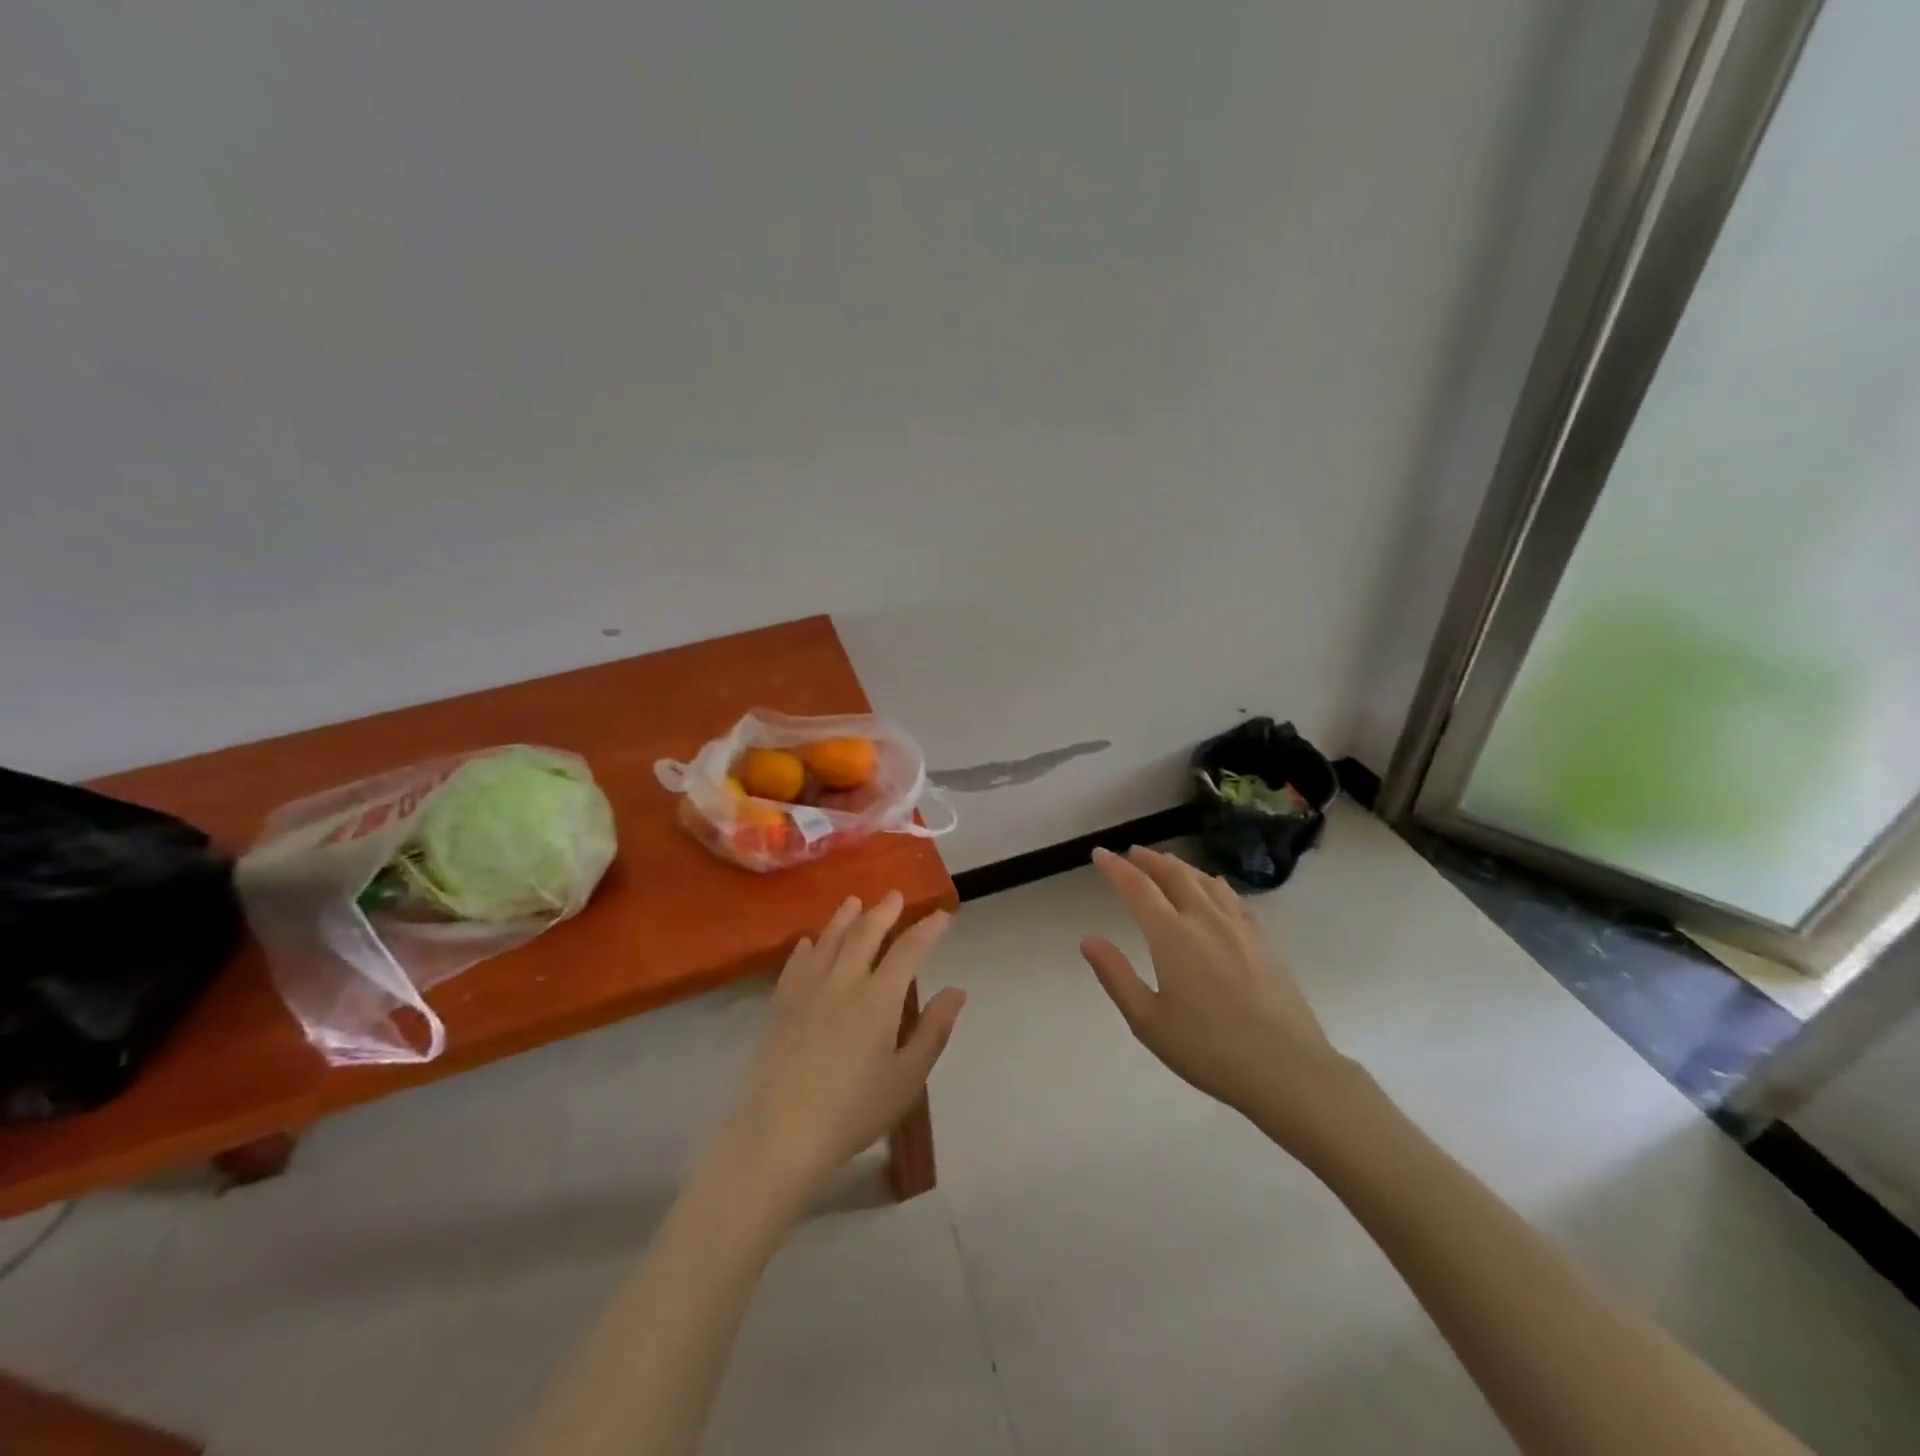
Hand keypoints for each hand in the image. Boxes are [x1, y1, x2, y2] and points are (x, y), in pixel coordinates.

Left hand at [714, 893, 964, 1206]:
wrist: (779, 1133)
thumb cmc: (852, 1111)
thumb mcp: (906, 1079)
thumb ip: (933, 1031)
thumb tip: (957, 991)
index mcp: (879, 998)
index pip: (908, 950)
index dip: (927, 929)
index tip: (941, 915)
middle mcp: (843, 982)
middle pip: (865, 934)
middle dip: (883, 912)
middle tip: (894, 896)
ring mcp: (807, 991)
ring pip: (829, 941)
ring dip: (844, 918)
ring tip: (854, 902)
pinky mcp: (780, 1006)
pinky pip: (795, 964)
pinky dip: (807, 947)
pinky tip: (809, 942)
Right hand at [1081, 847, 1356, 1149]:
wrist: (1288, 1069)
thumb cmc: (1209, 1050)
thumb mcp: (1148, 1022)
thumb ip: (1116, 976)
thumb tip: (1089, 939)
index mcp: (1172, 936)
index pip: (1137, 888)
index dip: (1115, 868)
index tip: (1100, 854)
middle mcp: (1204, 919)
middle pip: (1173, 874)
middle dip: (1148, 860)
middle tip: (1132, 853)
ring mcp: (1239, 926)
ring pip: (1204, 880)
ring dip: (1179, 866)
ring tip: (1165, 862)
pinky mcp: (1263, 938)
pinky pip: (1231, 896)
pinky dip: (1211, 882)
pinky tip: (1212, 885)